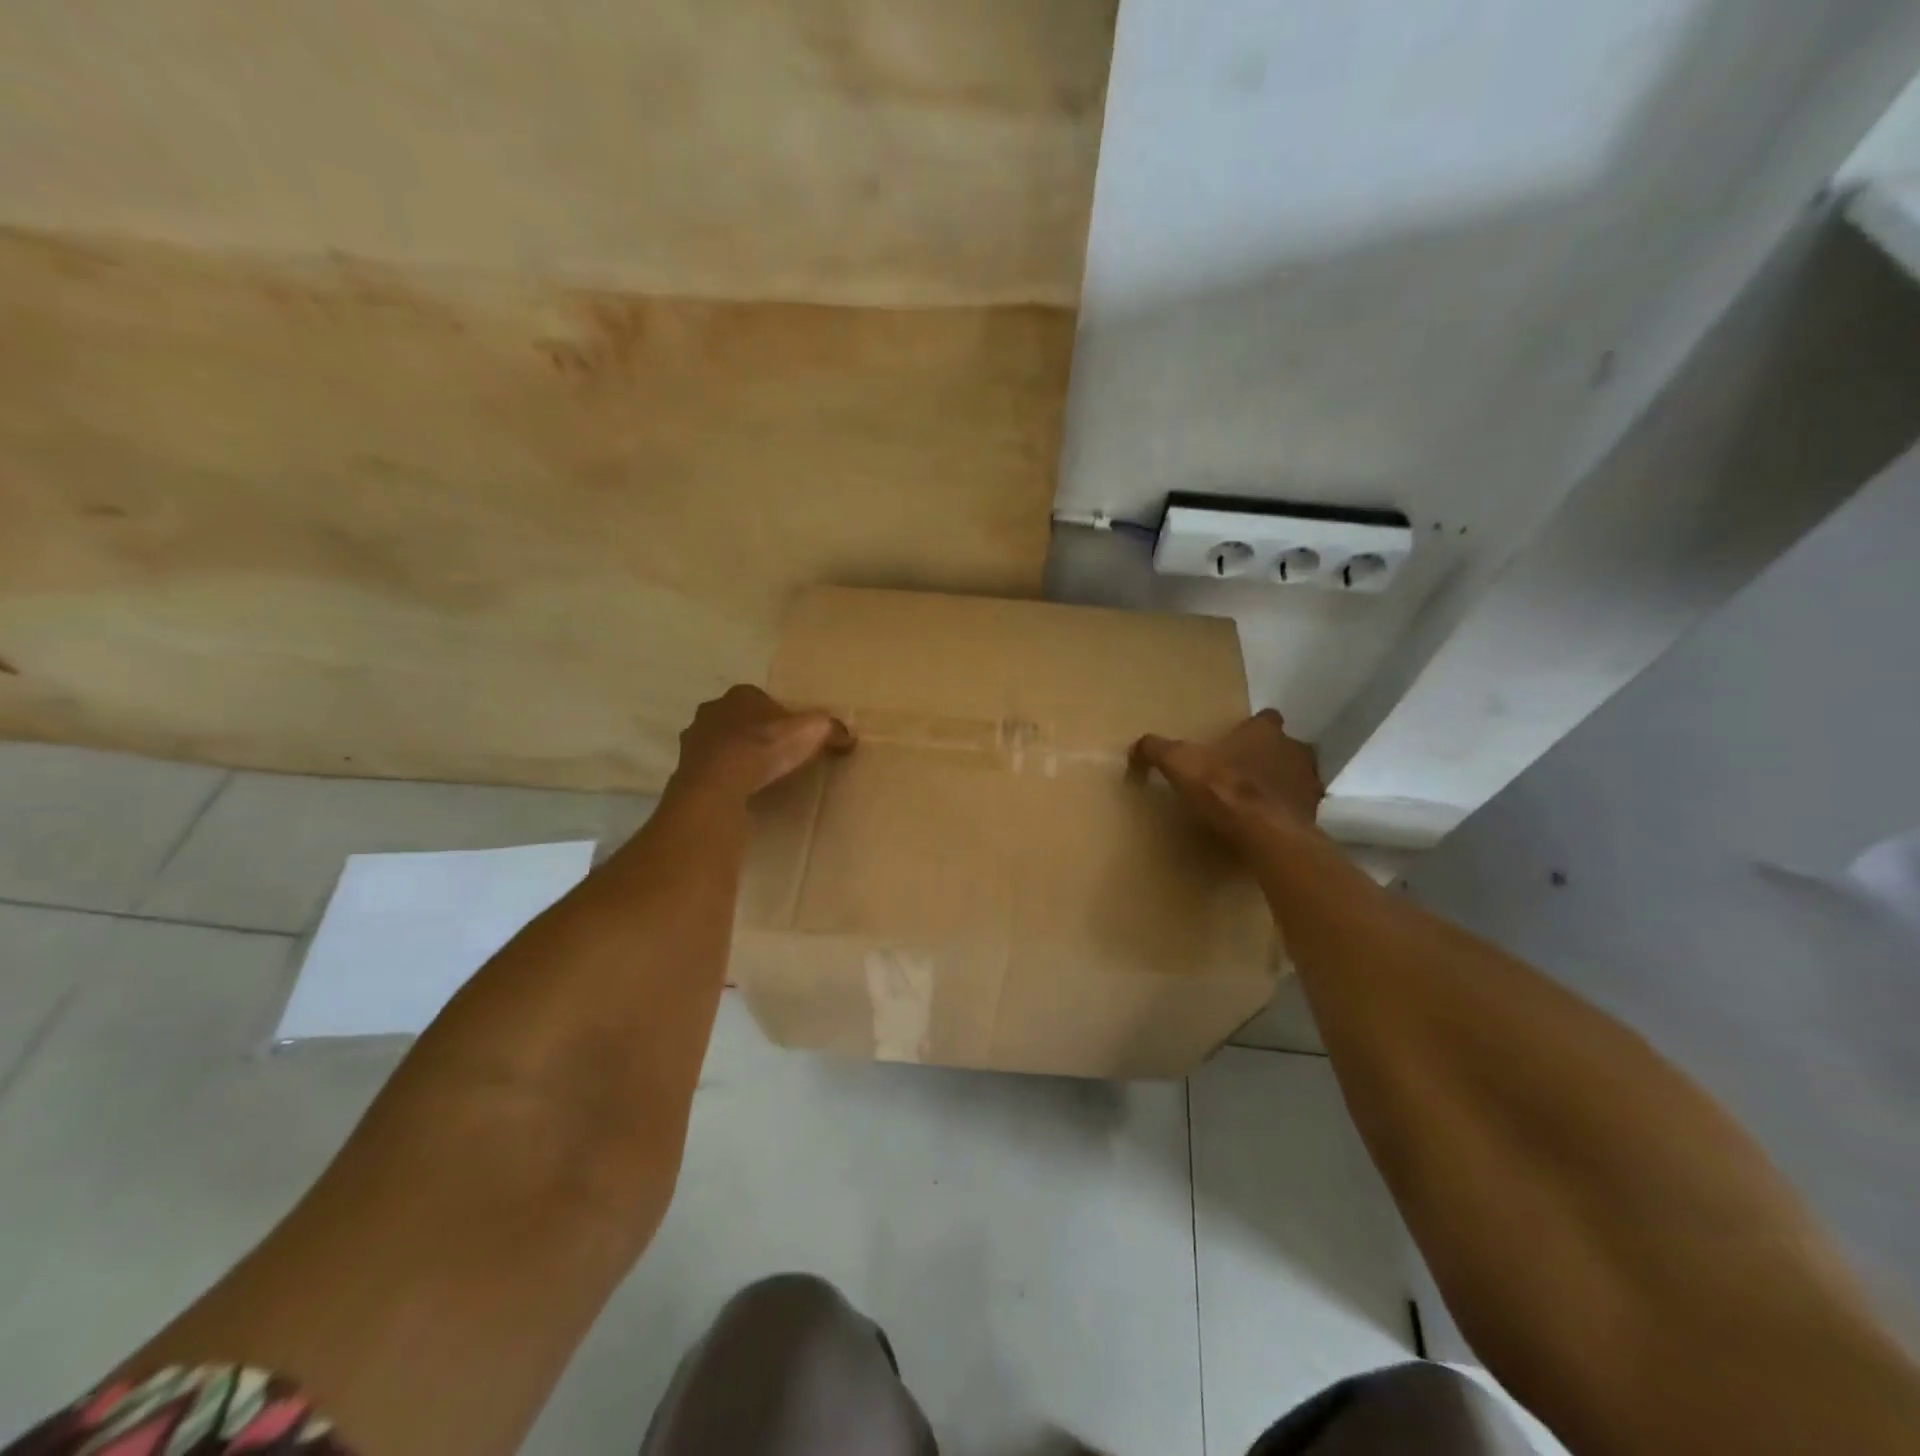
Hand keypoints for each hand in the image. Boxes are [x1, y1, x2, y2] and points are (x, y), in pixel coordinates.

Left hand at [670, 685, 854, 801]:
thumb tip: (849, 736)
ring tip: (757, 775)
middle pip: (739, 718)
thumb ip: (831, 729)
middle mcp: (713, 709)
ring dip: (735, 753)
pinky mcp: (685, 767)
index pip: (763, 699)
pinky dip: (723, 775)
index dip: (779, 717)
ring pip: (720, 742)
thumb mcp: (811, 732)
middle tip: (775, 754)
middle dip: (754, 732)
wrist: (718, 785)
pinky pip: (710, 768)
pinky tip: (738, 789)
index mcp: (742, 694)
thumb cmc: (764, 748)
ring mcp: (694, 739)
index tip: (792, 736)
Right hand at [1131, 710, 1323, 848]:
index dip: (1253, 728)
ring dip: (1282, 783)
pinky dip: (1288, 811)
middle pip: (1284, 746)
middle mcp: (1293, 749)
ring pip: (1297, 775)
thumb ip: (1158, 749)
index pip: (1266, 718)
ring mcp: (1309, 781)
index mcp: (1264, 731)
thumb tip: (1136, 745)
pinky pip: (1301, 806)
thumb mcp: (1180, 763)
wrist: (1266, 832)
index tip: (1238, 741)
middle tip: (1244, 772)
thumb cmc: (1225, 788)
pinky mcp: (1314, 812)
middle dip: (1269, 756)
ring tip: (1258, 799)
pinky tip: (1269, 822)